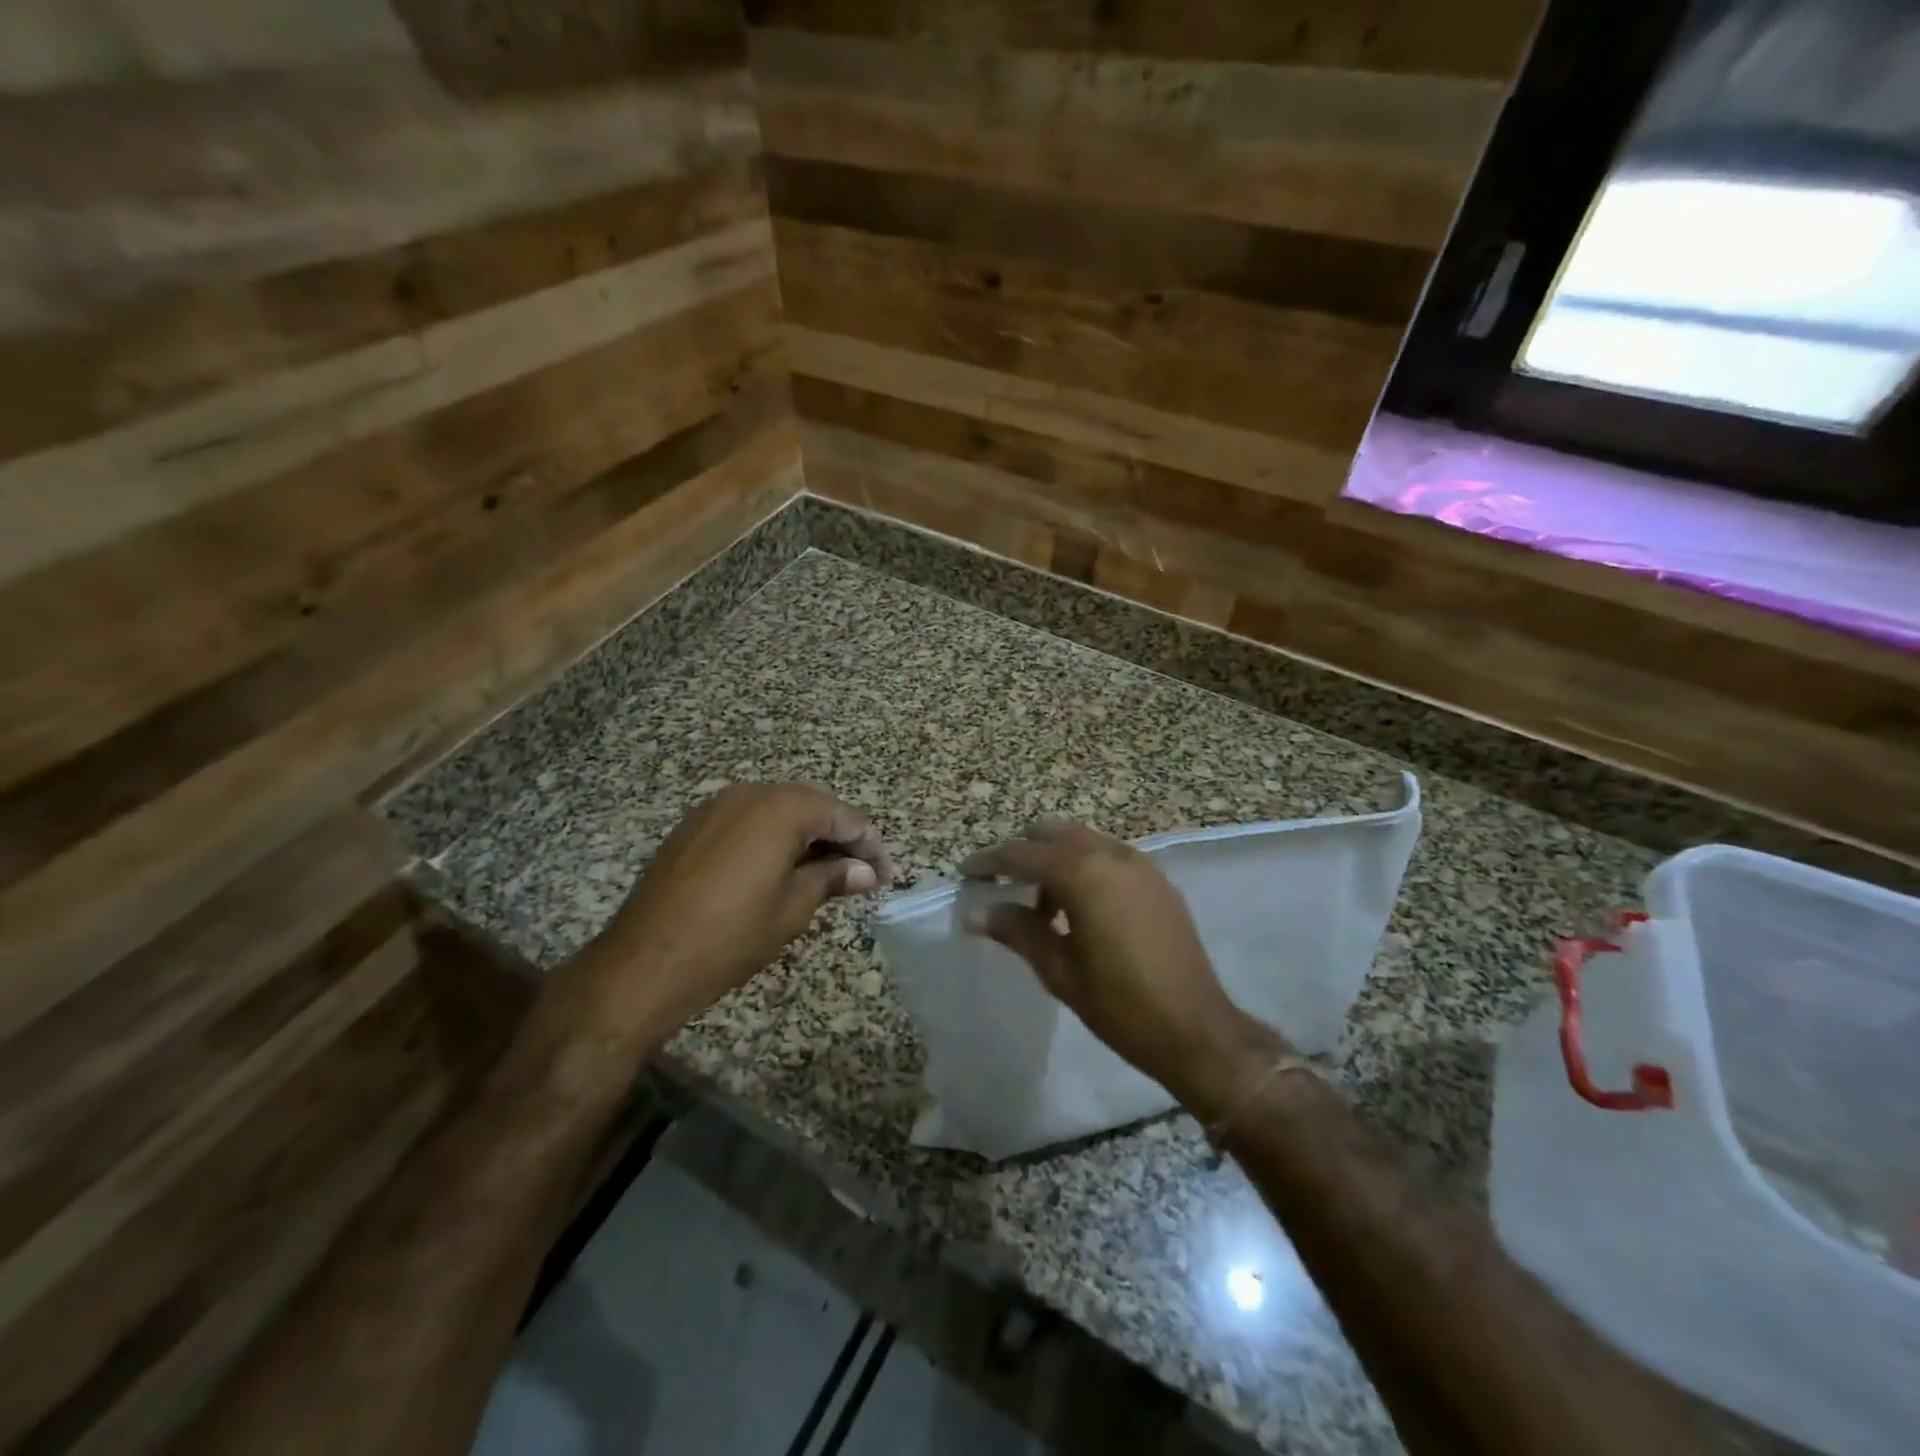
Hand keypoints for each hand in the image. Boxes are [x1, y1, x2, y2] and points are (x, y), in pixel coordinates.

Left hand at [592, 783, 890, 1030]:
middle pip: (810, 804)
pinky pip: (748, 819)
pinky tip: (781, 866)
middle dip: (839, 834)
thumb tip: (866, 872)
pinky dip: (773, 836)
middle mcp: (750, 793)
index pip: (841, 815)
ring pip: (778, 809)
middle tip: (860, 871)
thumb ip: (832, 878)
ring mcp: (716, 806)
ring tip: (825, 871)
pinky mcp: (694, 826)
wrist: (644, 963)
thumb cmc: (731, 936)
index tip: (886, 874)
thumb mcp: (793, 908)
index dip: (869, 844)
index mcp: (781, 808)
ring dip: (806, 834)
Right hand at [961, 820, 1286, 1119]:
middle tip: (1000, 883)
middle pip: (1053, 833)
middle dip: (1022, 851)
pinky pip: (1108, 856)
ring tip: (1040, 905)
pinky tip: (1078, 908)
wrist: (1197, 1030)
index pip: (1022, 854)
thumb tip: (977, 912)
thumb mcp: (1059, 971)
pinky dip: (1084, 866)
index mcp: (1083, 874)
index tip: (966, 873)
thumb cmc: (1120, 1005)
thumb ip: (1018, 931)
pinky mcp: (1157, 880)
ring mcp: (1139, 864)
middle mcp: (1111, 855)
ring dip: (1054, 859)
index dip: (989, 862)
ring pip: (1082, 841)